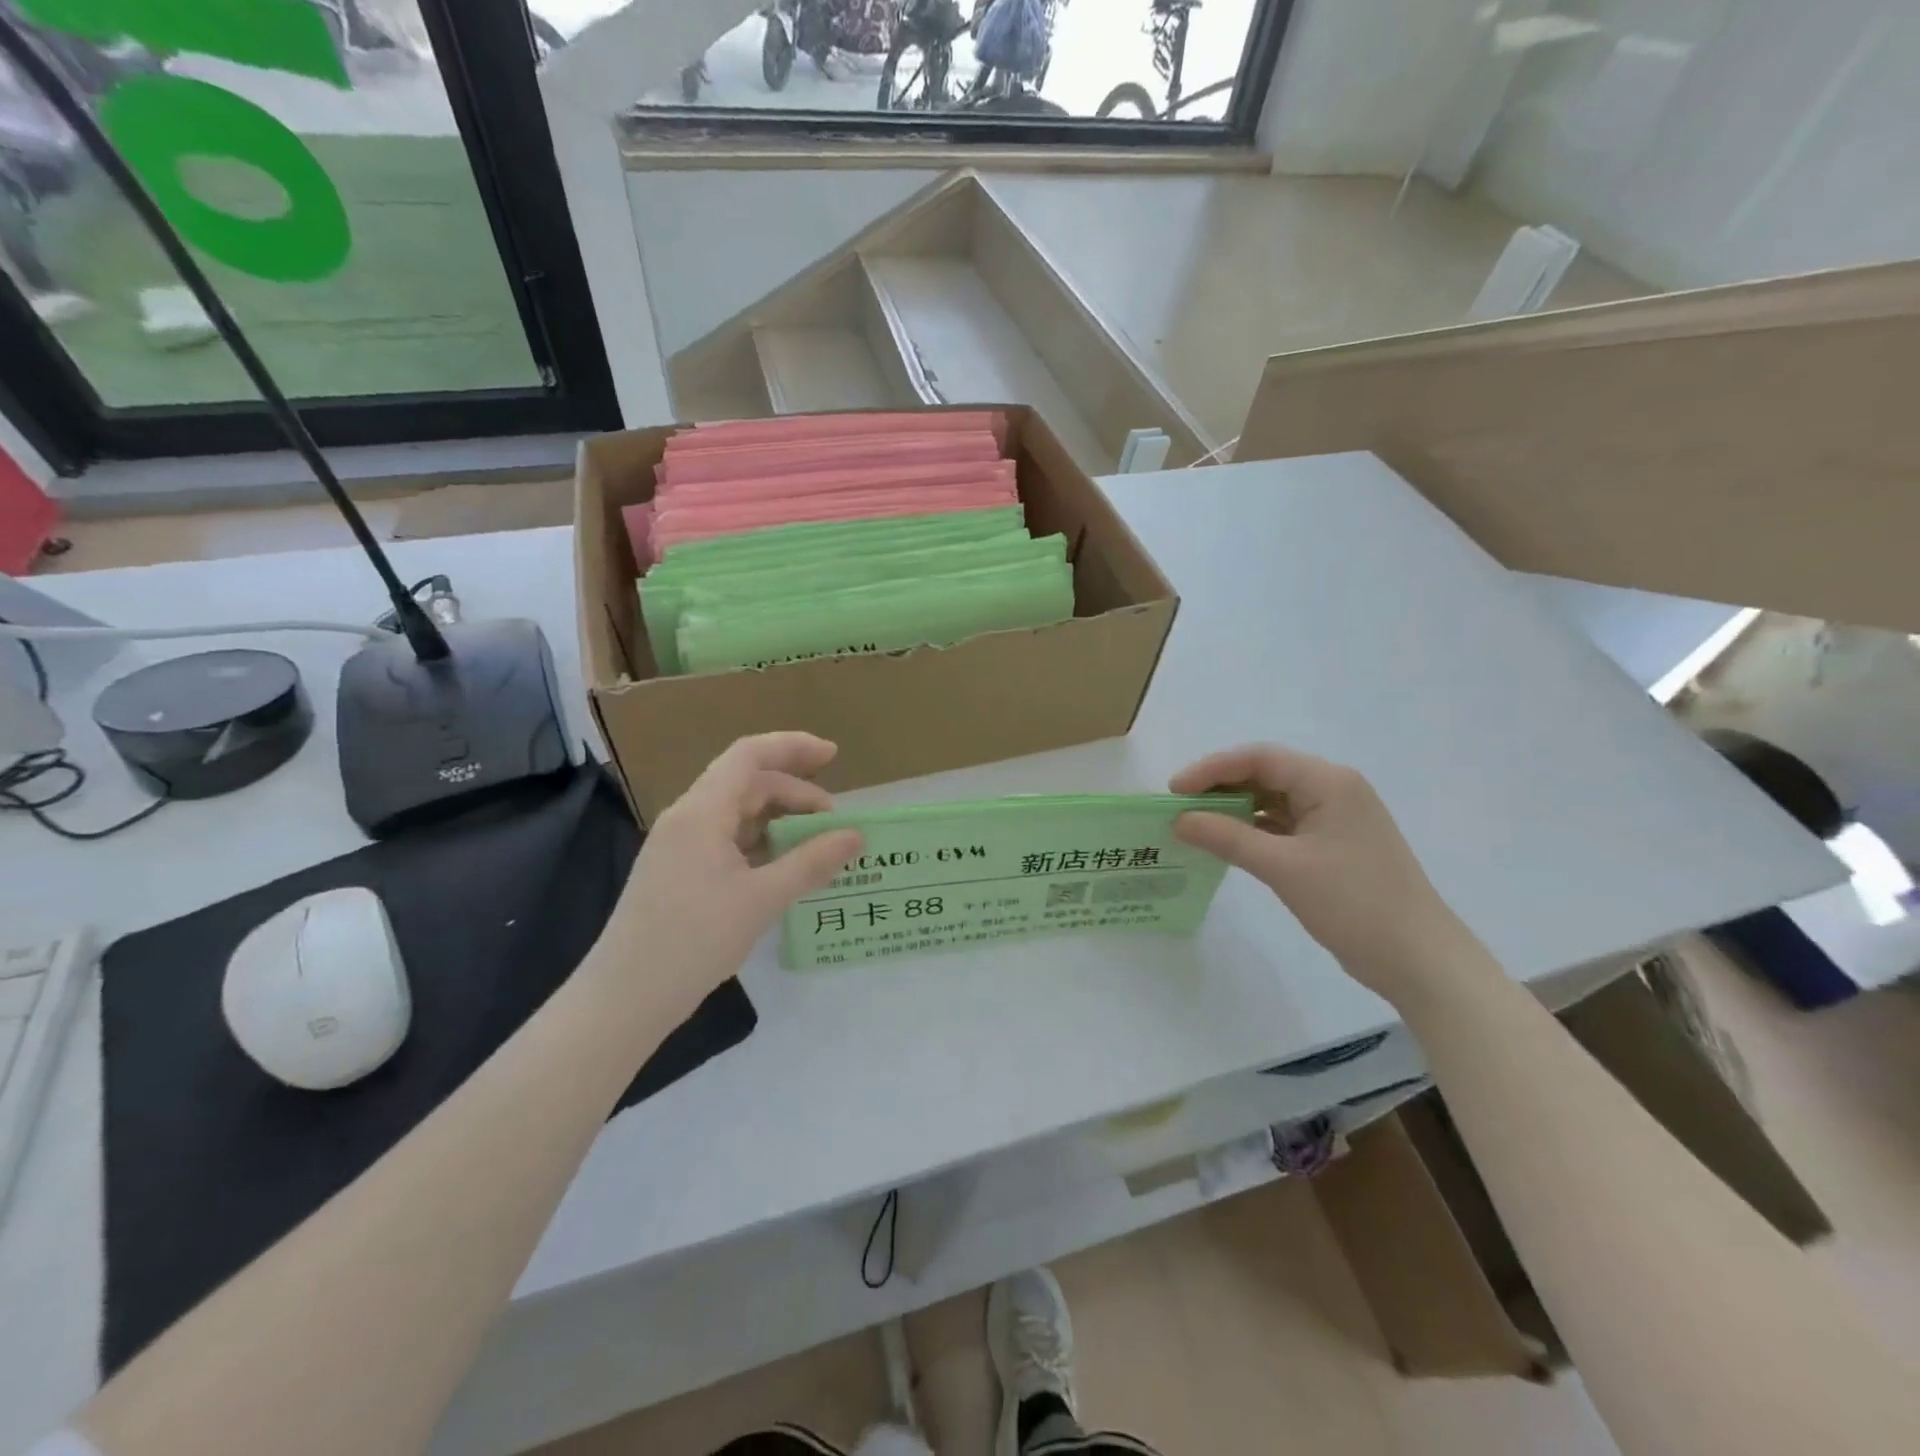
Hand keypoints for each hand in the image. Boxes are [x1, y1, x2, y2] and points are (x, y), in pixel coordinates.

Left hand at [610, 734, 862, 1014]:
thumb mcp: (762, 899)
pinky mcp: (678, 871)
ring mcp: (679, 845)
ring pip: (737, 813)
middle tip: (834, 823)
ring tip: (816, 846)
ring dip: (779, 820)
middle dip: (795, 793)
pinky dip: (761, 844)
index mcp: (702, 812)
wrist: (625, 998)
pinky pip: (727, 840)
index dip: (793, 746)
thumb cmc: (693, 940)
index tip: (833, 755)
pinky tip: (784, 868)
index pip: (749, 755)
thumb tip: (856, 836)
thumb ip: (812, 862)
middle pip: (747, 783)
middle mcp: (688, 818)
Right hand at [1170, 744, 1478, 1002]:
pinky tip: (1227, 843)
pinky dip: (1253, 830)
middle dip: (1220, 787)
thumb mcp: (1283, 867)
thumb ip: (1227, 837)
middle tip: (1179, 807)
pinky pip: (1284, 824)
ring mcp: (1336, 818)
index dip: (1211, 769)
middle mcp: (1333, 789)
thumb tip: (1179, 819)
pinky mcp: (1334, 844)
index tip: (1173, 791)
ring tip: (1195, 824)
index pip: (1259, 758)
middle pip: (1266, 774)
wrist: (1418, 958)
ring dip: (1235, 809)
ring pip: (1273, 800)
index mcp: (1328, 782)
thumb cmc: (1353, 902)